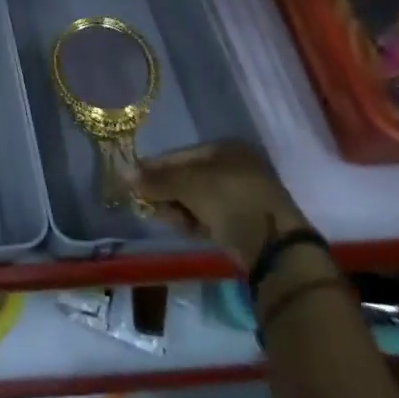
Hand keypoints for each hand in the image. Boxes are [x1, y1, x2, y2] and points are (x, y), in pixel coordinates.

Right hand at [133, 141, 309, 265]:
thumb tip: (123, 173)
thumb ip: (156, 180)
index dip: (154, 168)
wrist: (275, 247)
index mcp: (224, 149)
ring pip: (195, 199)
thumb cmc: (231, 200)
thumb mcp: (189, 185)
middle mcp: (233, 168)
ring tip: (166, 219)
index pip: (179, 155)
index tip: (132, 181)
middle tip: (146, 204)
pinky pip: (208, 216)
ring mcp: (239, 196)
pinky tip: (183, 228)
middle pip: (186, 177)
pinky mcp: (242, 222)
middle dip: (164, 191)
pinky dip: (192, 221)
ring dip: (176, 208)